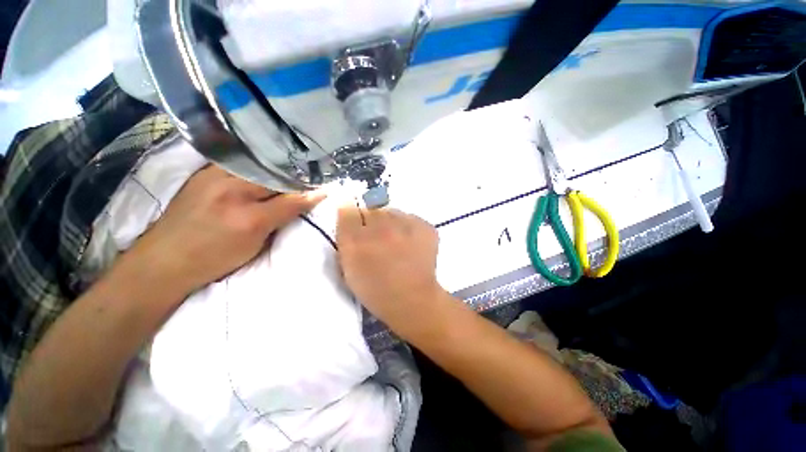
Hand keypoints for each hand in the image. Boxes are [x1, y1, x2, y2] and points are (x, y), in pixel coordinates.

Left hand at [126, 165, 324, 294]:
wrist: (162, 261)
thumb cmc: (214, 258)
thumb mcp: (255, 244)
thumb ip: (283, 218)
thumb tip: (310, 200)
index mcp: (248, 217)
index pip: (292, 198)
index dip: (311, 192)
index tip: (327, 187)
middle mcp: (231, 189)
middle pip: (276, 175)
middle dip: (296, 174)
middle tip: (312, 174)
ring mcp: (213, 176)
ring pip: (258, 164)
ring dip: (277, 166)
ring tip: (291, 168)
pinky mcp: (203, 173)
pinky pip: (239, 162)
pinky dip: (257, 164)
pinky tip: (264, 167)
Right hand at [336, 206, 445, 334]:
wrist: (413, 300)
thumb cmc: (376, 290)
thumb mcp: (349, 269)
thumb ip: (345, 240)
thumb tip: (347, 214)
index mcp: (356, 240)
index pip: (348, 209)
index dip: (351, 216)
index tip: (356, 225)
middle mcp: (380, 227)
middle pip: (371, 209)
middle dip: (371, 221)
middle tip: (378, 238)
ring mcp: (405, 225)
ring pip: (392, 212)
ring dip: (390, 223)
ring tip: (396, 241)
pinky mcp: (424, 226)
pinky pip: (410, 218)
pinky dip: (408, 227)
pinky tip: (411, 243)